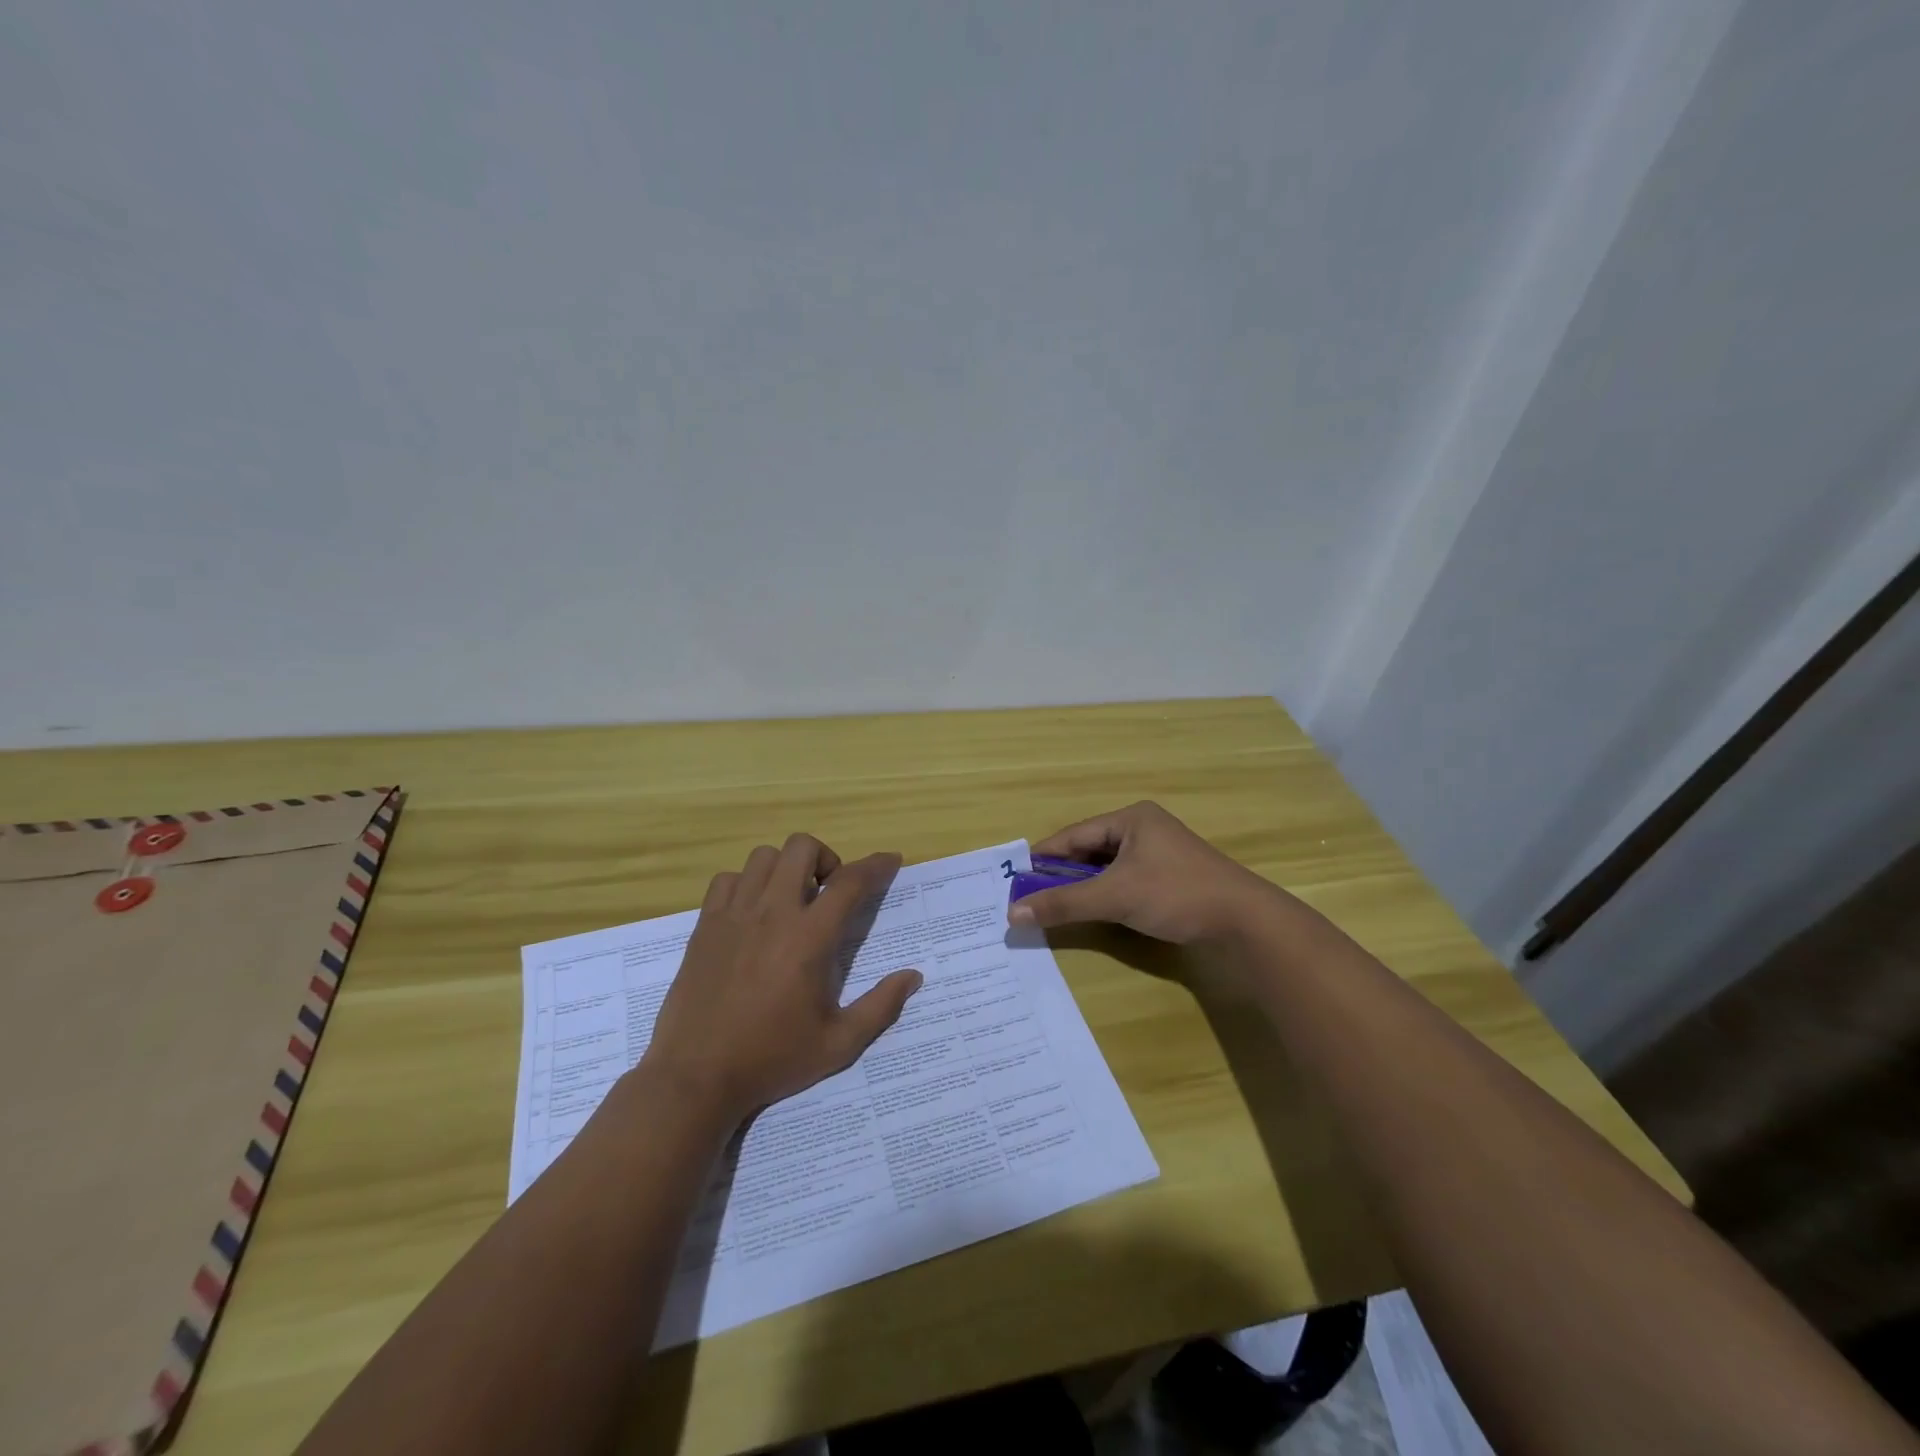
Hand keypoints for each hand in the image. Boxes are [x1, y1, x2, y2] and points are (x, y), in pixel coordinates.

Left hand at [640, 834, 922, 1123]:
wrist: (696, 1077)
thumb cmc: (771, 1059)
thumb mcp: (838, 1044)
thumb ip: (881, 1007)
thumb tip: (913, 976)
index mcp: (809, 938)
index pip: (850, 882)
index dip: (876, 865)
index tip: (890, 861)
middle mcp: (772, 914)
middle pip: (802, 848)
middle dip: (826, 859)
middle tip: (828, 893)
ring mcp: (734, 915)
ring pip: (764, 857)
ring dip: (786, 868)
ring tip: (790, 901)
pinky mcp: (705, 925)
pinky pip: (728, 879)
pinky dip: (747, 884)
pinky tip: (752, 914)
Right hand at [1007, 801, 1275, 943]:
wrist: (1245, 921)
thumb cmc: (1176, 894)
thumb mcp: (1115, 897)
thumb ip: (1064, 904)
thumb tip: (1013, 913)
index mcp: (1131, 819)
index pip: (1075, 835)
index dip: (1044, 857)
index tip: (1015, 877)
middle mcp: (1144, 829)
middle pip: (1090, 850)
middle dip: (1062, 874)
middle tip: (1031, 896)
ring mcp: (1160, 853)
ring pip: (1108, 868)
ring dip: (1083, 887)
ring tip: (1055, 906)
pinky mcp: (1171, 877)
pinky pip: (1125, 881)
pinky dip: (1106, 895)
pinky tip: (1093, 911)